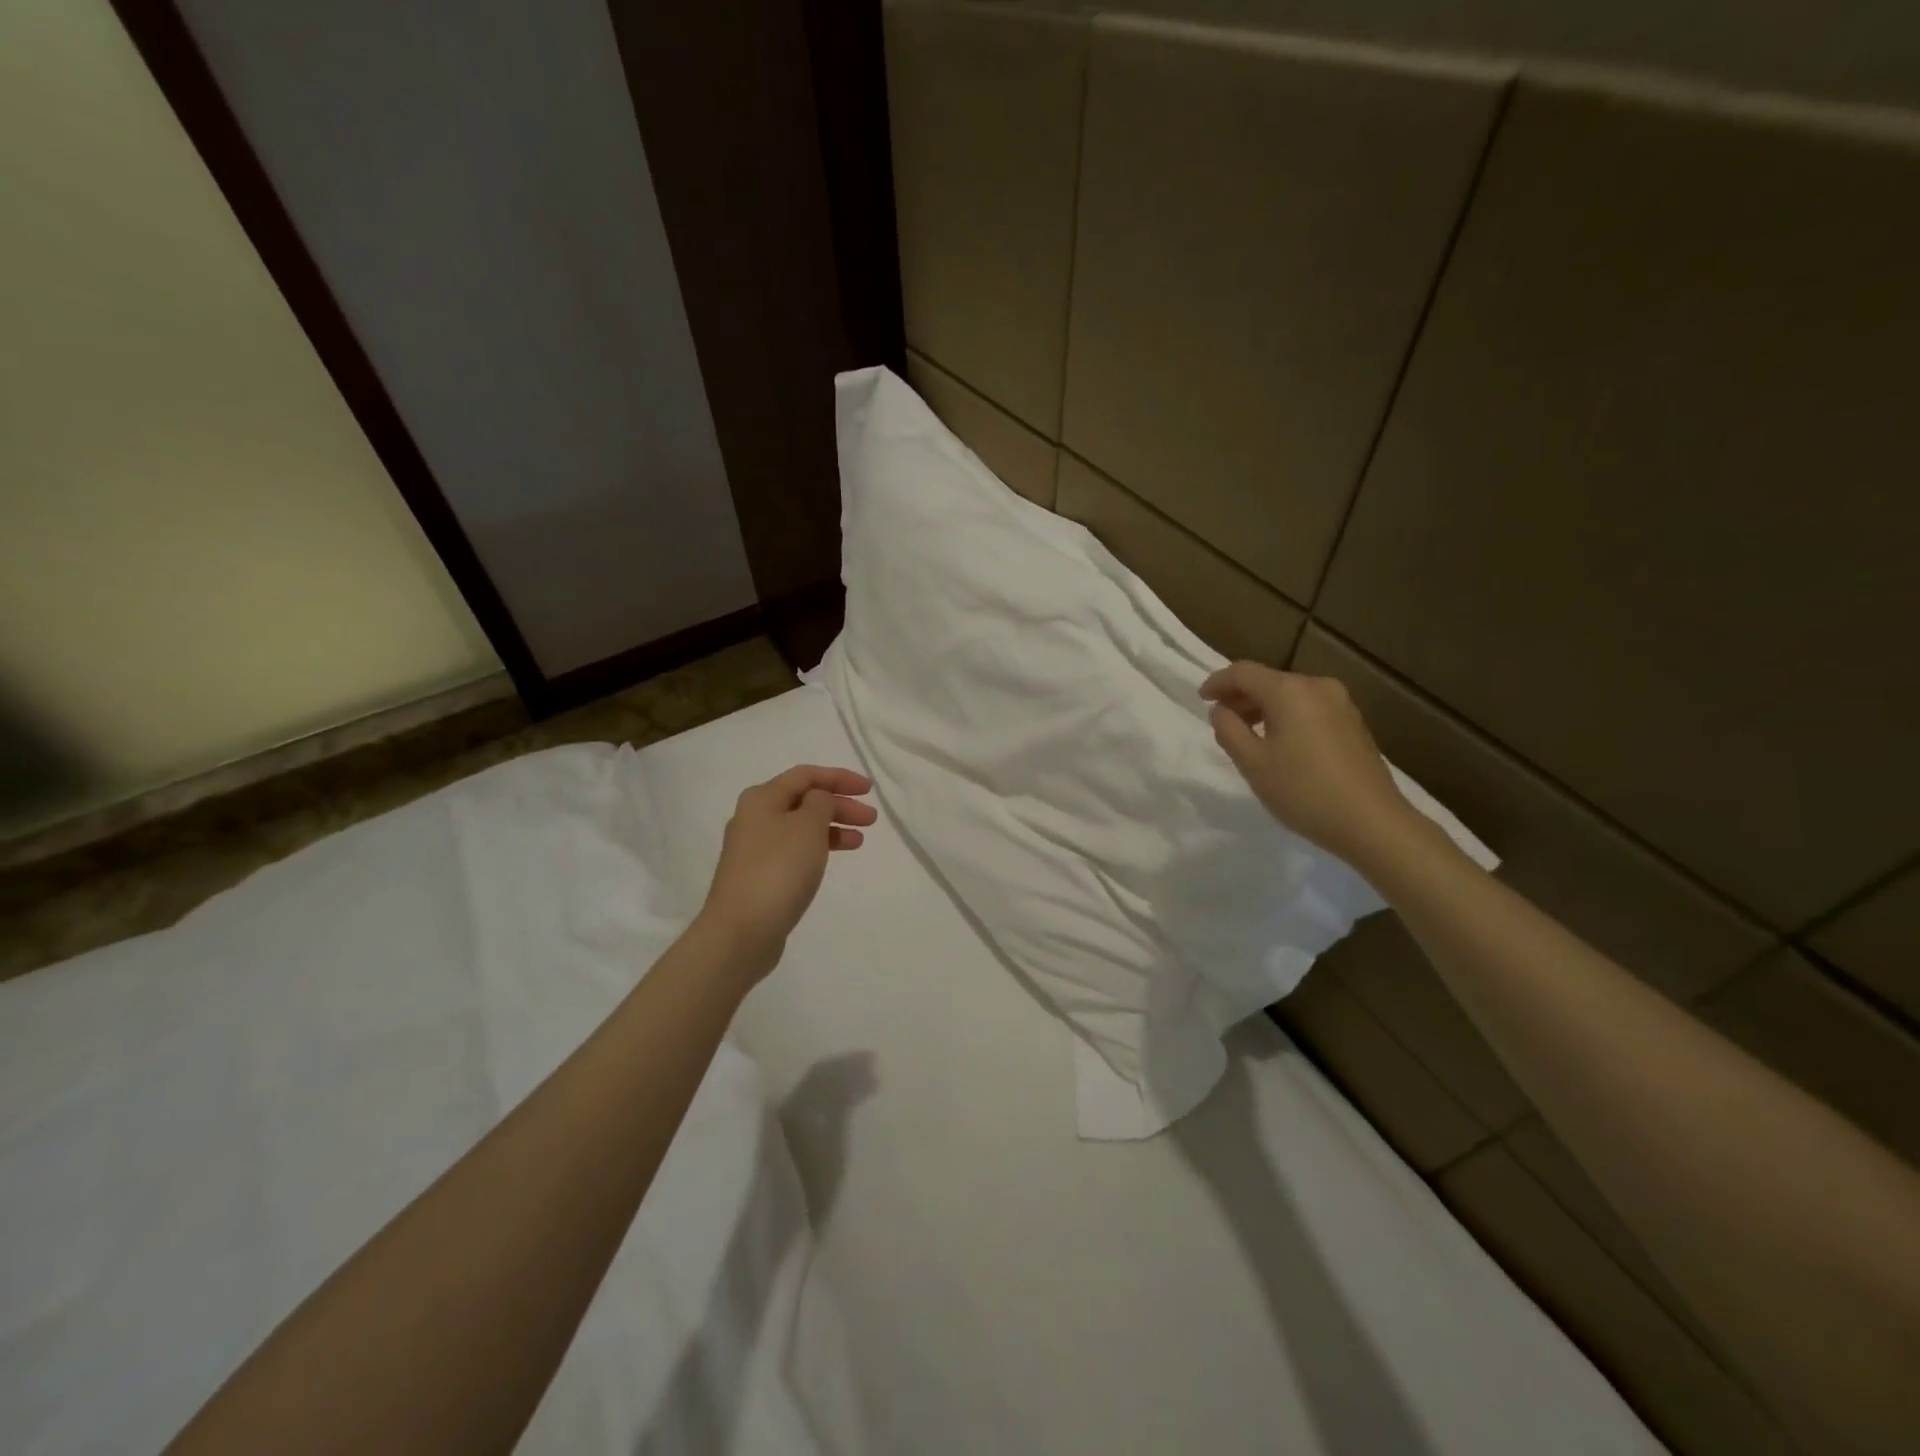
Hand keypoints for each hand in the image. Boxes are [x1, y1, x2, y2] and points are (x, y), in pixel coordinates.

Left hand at [698, 765, 876, 979]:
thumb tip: (818, 800)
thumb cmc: (778, 869)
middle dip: (840, 805)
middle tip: (871, 820)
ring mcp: (754, 849)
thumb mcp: (808, 826)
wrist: (742, 930)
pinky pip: (794, 850)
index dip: (839, 777)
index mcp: (762, 798)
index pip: (806, 775)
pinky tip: (832, 859)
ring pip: (801, 827)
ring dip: (832, 828)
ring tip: (860, 841)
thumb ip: (821, 802)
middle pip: (804, 800)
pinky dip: (818, 848)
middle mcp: (754, 818)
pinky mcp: (759, 875)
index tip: (869, 790)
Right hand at [1200, 661, 1424, 868]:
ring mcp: (1341, 704)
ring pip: (1290, 695)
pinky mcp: (1353, 723)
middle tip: (1221, 720)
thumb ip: (1228, 730)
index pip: (1243, 672)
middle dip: (1241, 697)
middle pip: (1269, 681)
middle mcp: (1317, 687)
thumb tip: (1222, 711)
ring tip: (1248, 735)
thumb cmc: (1303, 791)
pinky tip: (1280, 743)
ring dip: (1264, 708)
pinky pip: (1309, 708)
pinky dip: (1287, 717)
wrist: (1372, 822)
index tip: (1201, 699)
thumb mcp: (1252, 763)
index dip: (1217, 682)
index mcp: (1289, 691)